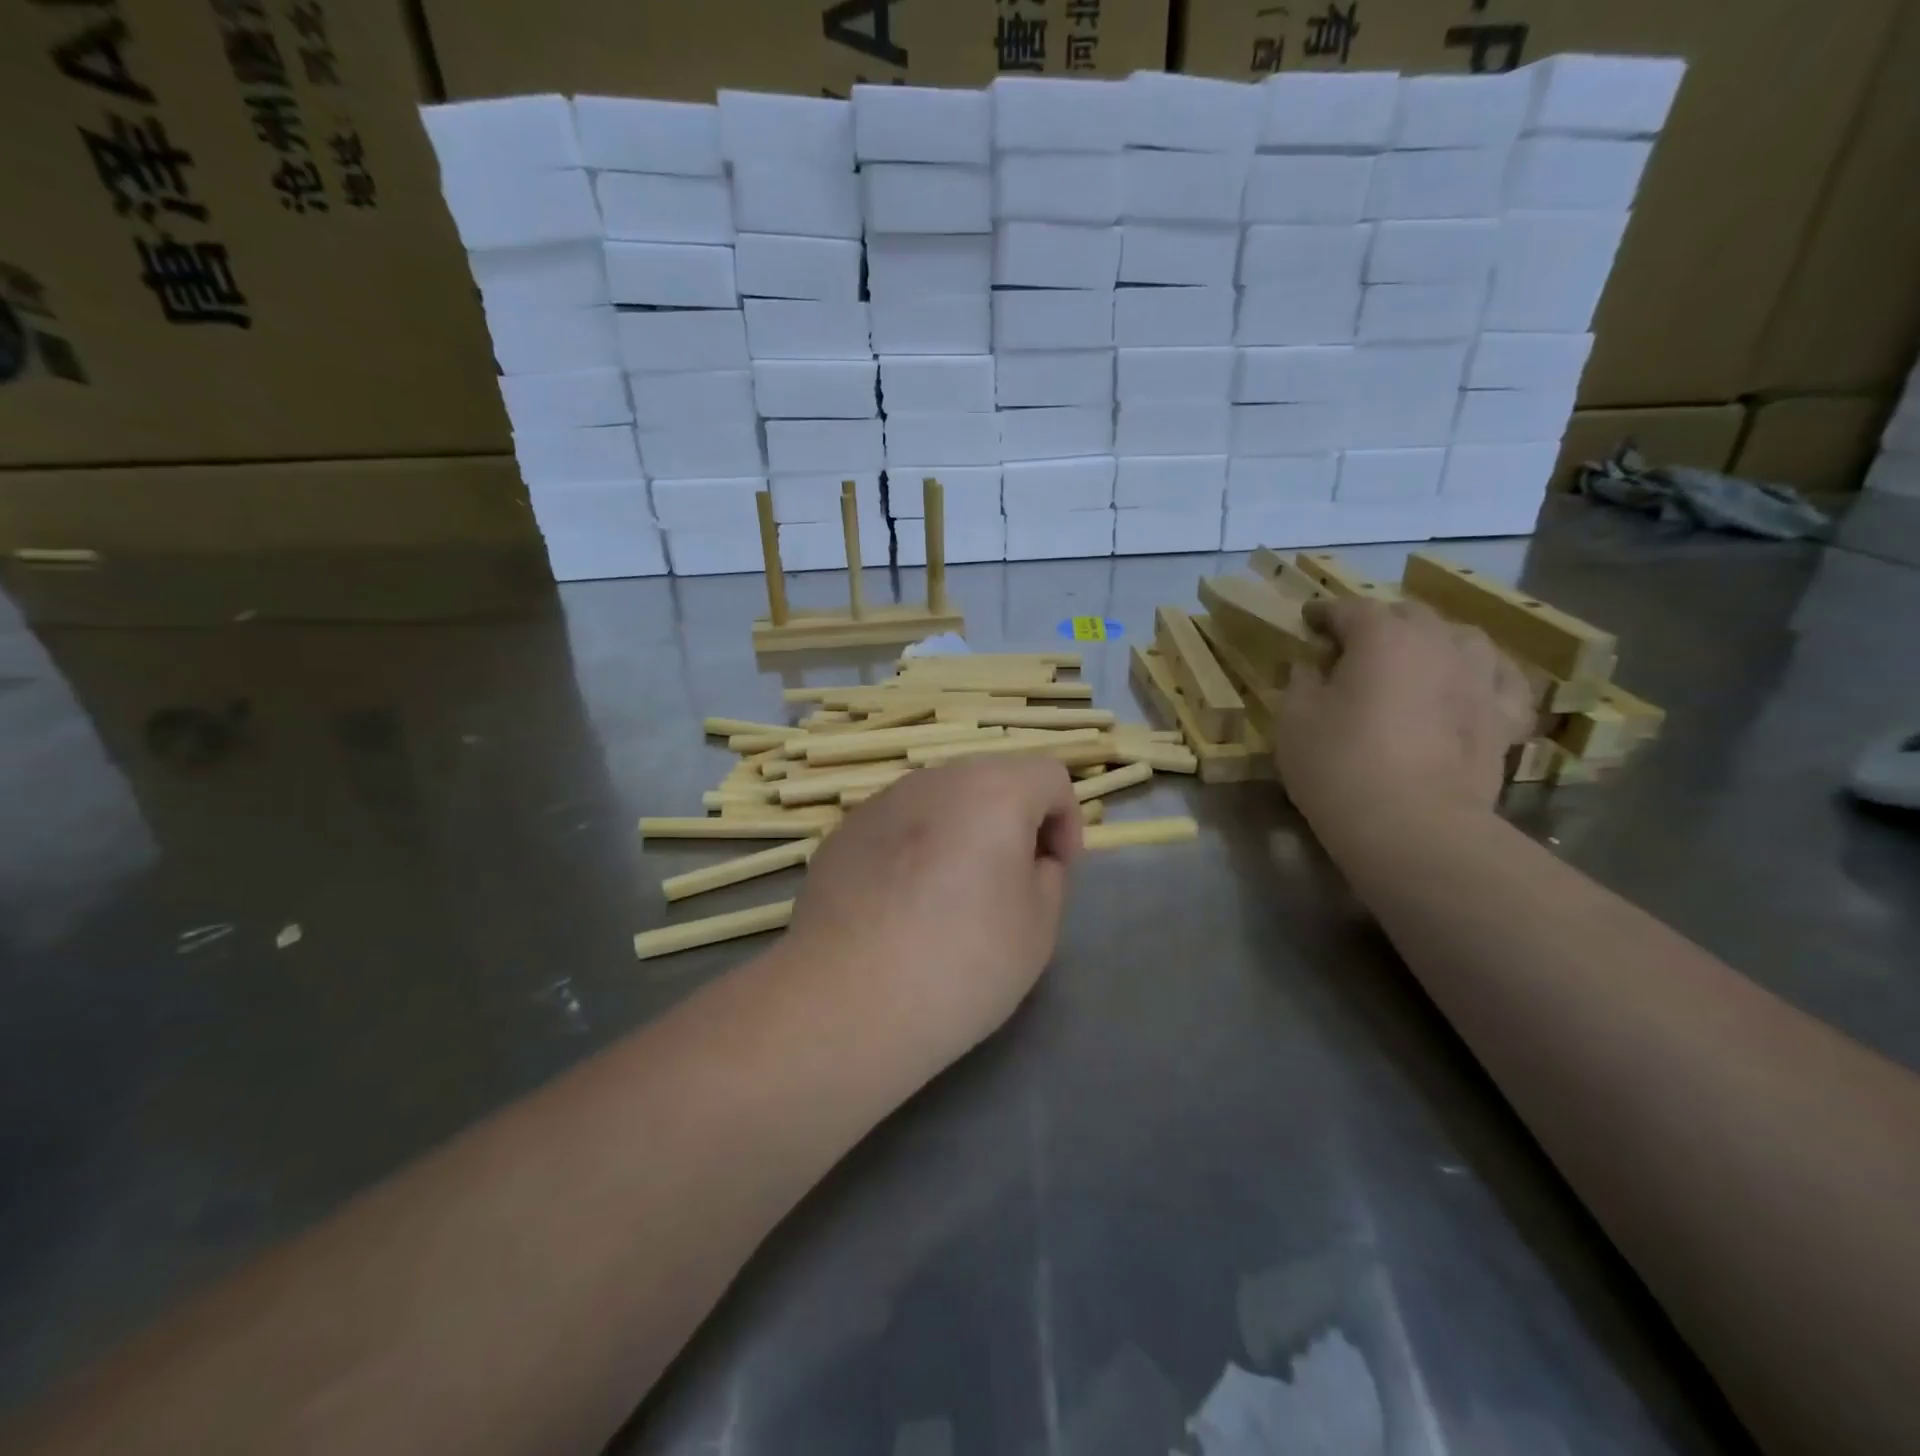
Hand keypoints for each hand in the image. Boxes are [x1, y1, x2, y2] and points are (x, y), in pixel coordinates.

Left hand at [783, 756, 1082, 1065]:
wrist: (846, 1000)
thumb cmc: (961, 963)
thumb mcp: (1039, 927)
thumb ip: (1049, 876)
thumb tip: (1029, 858)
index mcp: (993, 791)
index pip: (1049, 776)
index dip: (1065, 822)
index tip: (1054, 873)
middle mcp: (935, 780)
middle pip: (992, 781)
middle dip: (1012, 823)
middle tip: (1008, 884)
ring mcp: (881, 802)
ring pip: (941, 802)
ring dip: (961, 834)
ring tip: (949, 899)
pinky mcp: (842, 833)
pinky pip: (898, 828)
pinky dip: (914, 851)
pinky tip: (900, 908)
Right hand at [1273, 597, 1533, 835]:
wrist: (1412, 826)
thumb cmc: (1339, 766)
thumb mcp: (1294, 720)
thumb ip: (1301, 682)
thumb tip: (1311, 666)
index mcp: (1382, 638)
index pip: (1350, 609)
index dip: (1325, 613)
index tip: (1308, 622)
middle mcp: (1438, 644)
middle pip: (1409, 615)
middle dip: (1379, 623)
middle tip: (1353, 646)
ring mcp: (1479, 679)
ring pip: (1462, 638)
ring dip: (1434, 640)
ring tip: (1416, 659)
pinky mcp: (1503, 718)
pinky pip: (1502, 680)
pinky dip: (1482, 674)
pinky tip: (1470, 684)